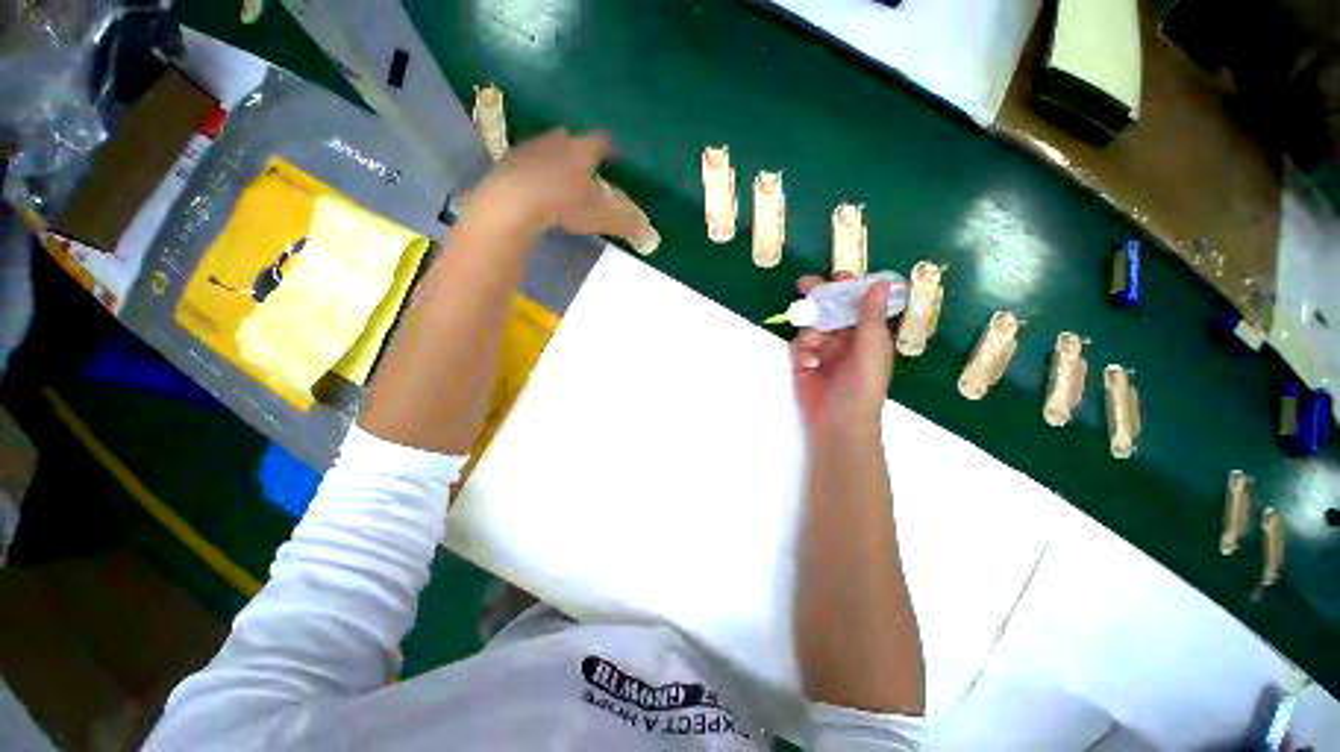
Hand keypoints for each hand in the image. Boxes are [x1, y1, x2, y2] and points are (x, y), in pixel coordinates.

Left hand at [468, 129, 657, 251]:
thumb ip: (624, 223)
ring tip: (560, 177)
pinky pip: (528, 158)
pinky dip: (535, 168)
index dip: (610, 148)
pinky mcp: (510, 158)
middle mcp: (558, 140)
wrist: (515, 202)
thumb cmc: (564, 205)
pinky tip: (535, 185)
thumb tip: (647, 230)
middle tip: (586, 169)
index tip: (614, 157)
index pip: (602, 140)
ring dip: (556, 157)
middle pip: (573, 138)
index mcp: (583, 150)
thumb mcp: (600, 218)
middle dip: (581, 151)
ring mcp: (532, 146)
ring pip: (549, 146)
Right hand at [791, 273, 894, 438]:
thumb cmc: (863, 387)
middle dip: (818, 298)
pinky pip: (798, 346)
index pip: (857, 303)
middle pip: (829, 309)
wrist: (840, 423)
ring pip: (811, 326)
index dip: (848, 287)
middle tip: (804, 285)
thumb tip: (880, 282)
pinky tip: (807, 364)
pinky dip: (801, 351)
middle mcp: (844, 338)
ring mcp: (823, 350)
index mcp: (866, 333)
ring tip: (812, 347)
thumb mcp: (870, 350)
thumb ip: (870, 317)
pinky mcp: (804, 363)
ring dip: (809, 331)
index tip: (836, 274)